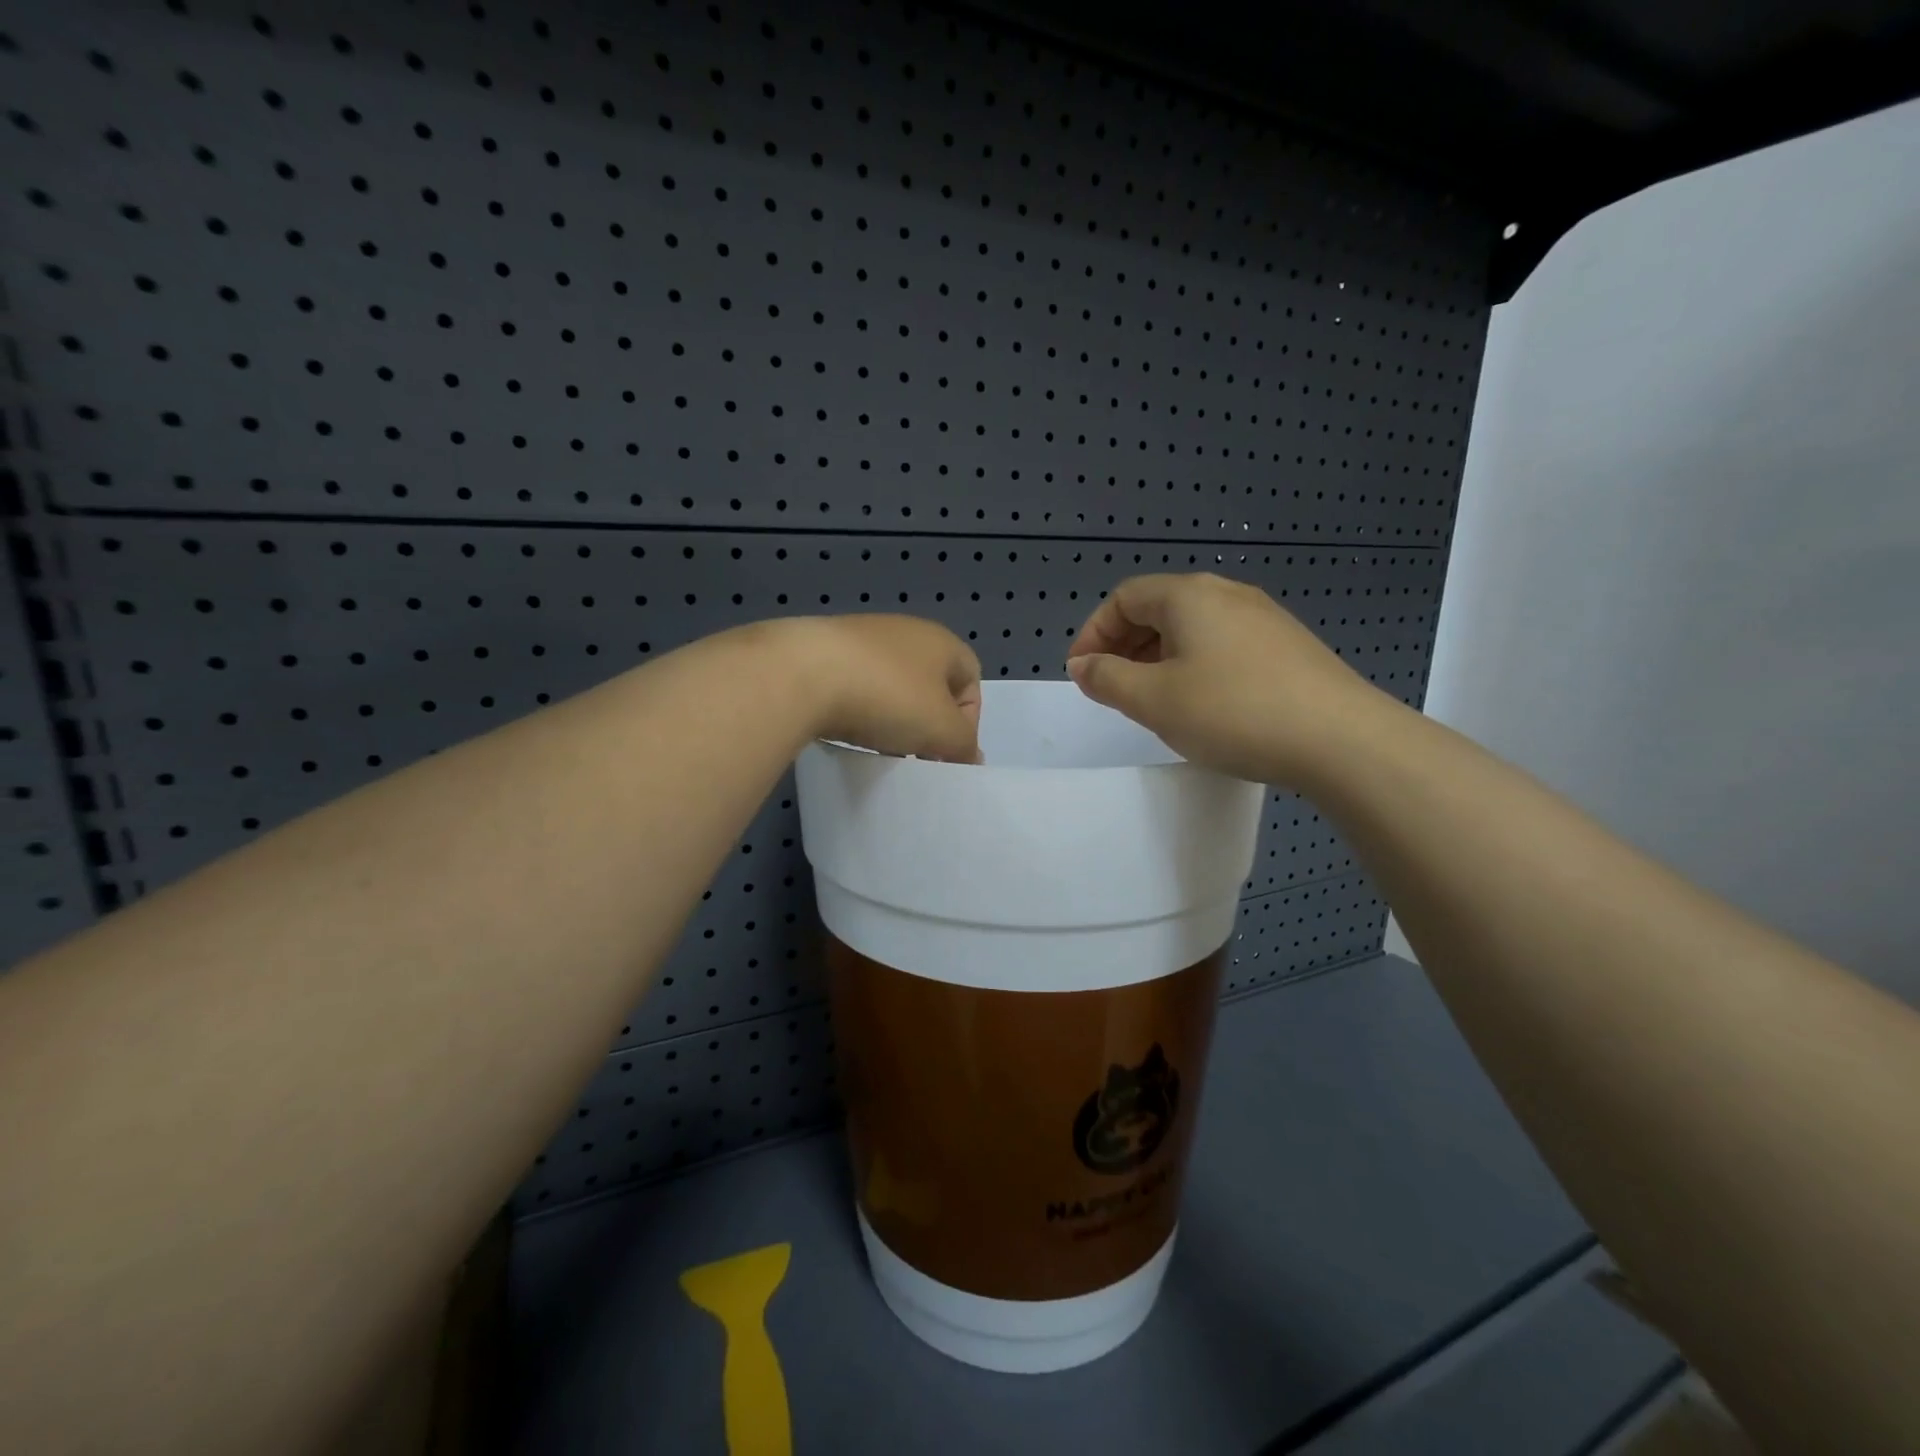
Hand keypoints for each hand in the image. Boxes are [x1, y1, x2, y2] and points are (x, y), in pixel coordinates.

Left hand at [787, 615, 982, 762]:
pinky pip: (855, 684)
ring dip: (892, 717)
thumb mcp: (941, 729)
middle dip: (927, 722)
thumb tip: (972, 756)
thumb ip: (964, 744)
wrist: (801, 673)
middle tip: (915, 755)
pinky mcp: (824, 649)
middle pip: (930, 684)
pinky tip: (846, 729)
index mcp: (941, 641)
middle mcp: (905, 631)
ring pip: (892, 685)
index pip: (971, 681)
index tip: (947, 752)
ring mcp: (862, 637)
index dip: (968, 721)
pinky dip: (858, 708)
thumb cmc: (887, 697)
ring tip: (879, 746)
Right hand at [1065, 574, 1381, 785]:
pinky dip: (1195, 666)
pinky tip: (1202, 705)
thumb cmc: (1232, 712)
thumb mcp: (1153, 700)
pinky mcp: (1288, 647)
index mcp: (1189, 595)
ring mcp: (1263, 619)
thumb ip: (1107, 678)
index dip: (1093, 632)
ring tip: (1152, 700)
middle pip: (1158, 608)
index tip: (1081, 674)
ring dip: (1159, 658)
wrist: (1341, 740)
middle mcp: (1226, 594)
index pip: (1124, 598)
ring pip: (1192, 629)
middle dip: (1124, 646)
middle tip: (1112, 689)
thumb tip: (1082, 664)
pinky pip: (1223, 645)